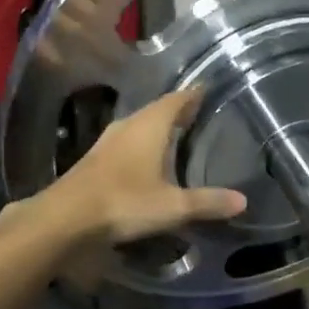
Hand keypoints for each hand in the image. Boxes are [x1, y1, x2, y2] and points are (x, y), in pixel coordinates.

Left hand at [41, 89, 246, 246]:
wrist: (65, 219)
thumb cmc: (124, 203)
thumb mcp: (172, 206)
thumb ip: (207, 202)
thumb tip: (243, 200)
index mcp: (150, 126)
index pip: (177, 100)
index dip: (193, 94)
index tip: (208, 89)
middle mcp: (128, 125)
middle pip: (157, 110)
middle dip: (178, 111)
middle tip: (199, 114)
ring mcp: (108, 141)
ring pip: (139, 126)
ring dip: (157, 128)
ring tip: (177, 135)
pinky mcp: (95, 160)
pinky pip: (126, 142)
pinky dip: (142, 145)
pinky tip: (148, 159)